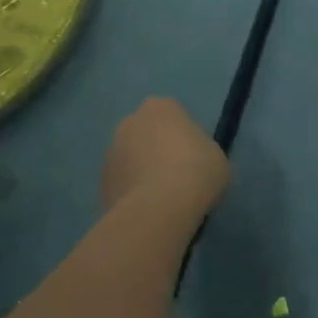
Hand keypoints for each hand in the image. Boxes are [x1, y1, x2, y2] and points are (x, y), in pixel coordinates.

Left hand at [99, 98, 229, 220]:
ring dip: (143, 171)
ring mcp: (110, 153)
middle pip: (146, 134)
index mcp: (160, 107)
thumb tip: (195, 160)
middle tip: (179, 174)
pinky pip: (123, 184)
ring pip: (131, 159)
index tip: (195, 155)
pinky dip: (133, 193)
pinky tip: (151, 209)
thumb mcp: (217, 156)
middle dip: (157, 149)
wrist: (160, 209)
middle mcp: (129, 122)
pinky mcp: (101, 184)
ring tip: (164, 197)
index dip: (183, 135)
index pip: (172, 114)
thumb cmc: (197, 170)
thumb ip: (202, 150)